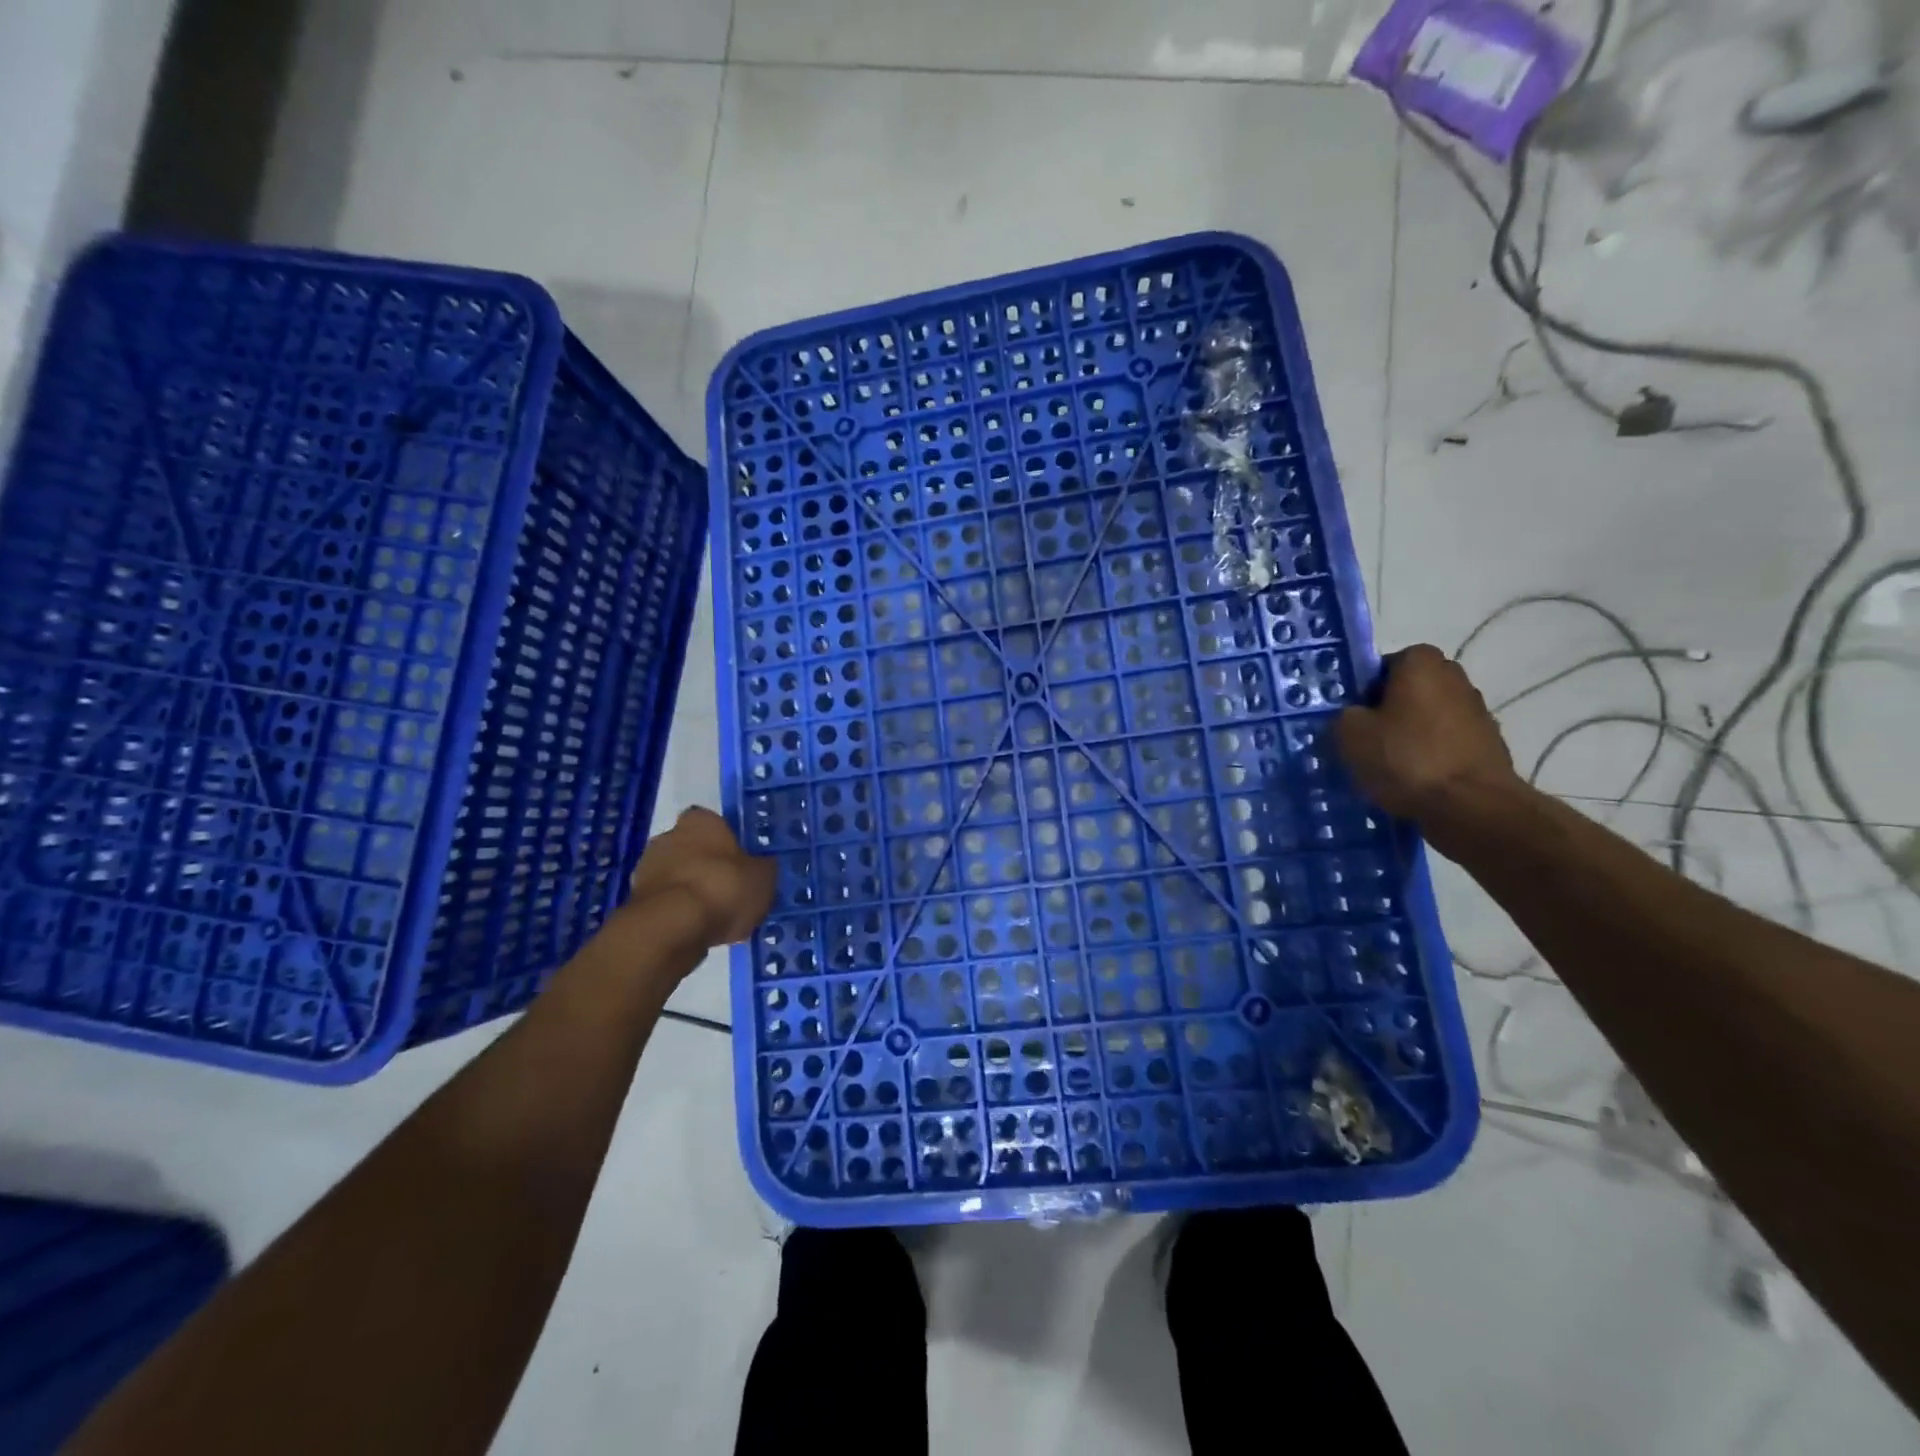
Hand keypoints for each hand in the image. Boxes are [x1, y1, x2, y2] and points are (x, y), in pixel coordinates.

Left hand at [628, 807, 776, 948]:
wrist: (672, 926)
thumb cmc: (724, 887)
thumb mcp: (763, 877)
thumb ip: (762, 868)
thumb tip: (761, 866)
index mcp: (701, 821)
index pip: (715, 823)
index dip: (727, 842)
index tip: (740, 862)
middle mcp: (668, 835)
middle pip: (692, 848)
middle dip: (706, 866)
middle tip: (729, 890)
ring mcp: (647, 867)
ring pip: (676, 875)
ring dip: (690, 890)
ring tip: (715, 916)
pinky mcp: (635, 899)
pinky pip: (665, 902)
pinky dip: (678, 912)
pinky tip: (696, 929)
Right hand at [1335, 645, 1517, 822]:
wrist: (1471, 806)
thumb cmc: (1406, 758)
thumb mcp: (1350, 734)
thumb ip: (1344, 716)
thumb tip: (1353, 718)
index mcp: (1421, 663)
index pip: (1383, 665)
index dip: (1364, 690)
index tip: (1353, 717)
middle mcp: (1455, 677)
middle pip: (1408, 691)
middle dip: (1388, 711)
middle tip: (1367, 740)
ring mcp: (1478, 711)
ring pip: (1428, 718)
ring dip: (1410, 735)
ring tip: (1389, 767)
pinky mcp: (1489, 745)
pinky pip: (1446, 744)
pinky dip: (1431, 757)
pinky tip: (1415, 781)